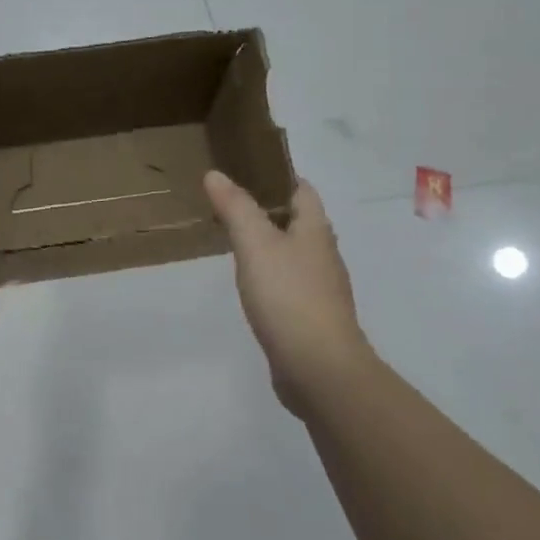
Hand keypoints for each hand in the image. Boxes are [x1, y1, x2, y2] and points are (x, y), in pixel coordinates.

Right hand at [204, 171, 369, 416]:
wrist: (320, 371)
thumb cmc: (289, 297)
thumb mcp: (256, 244)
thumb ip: (236, 207)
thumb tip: (216, 174)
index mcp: (316, 230)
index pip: (301, 189)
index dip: (277, 175)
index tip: (245, 167)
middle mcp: (323, 254)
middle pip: (298, 220)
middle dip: (268, 207)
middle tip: (230, 199)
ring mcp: (319, 288)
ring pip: (292, 252)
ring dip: (268, 241)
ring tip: (233, 235)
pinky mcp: (310, 317)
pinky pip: (287, 283)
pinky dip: (269, 273)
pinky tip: (249, 281)